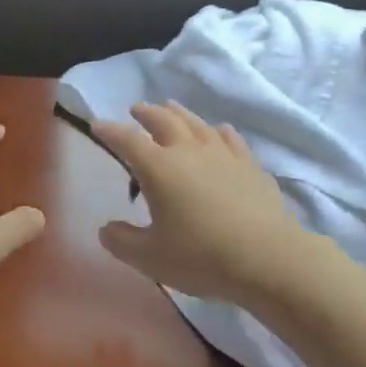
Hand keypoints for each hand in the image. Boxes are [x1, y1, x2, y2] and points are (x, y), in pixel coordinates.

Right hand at [92, 102, 302, 304]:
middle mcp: (188, 150)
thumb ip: (122, 241)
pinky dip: (218, 132)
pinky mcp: (249, 165)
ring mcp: (222, 154)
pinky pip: (230, 139)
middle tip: (136, 109)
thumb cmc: (201, 256)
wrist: (268, 258)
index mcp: (158, 167)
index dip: (109, 130)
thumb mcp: (150, 258)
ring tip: (171, 108)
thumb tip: (105, 229)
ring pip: (196, 123)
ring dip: (179, 113)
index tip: (96, 124)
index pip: (126, 140)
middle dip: (146, 112)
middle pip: (163, 120)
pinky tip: (219, 132)